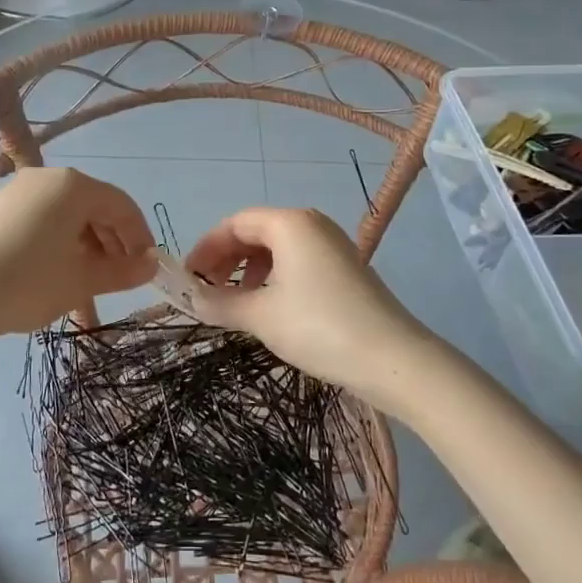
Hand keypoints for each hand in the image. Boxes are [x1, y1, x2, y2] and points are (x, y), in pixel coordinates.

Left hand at [0, 168, 155, 339]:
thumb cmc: (24, 283)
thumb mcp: (80, 281)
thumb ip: (122, 271)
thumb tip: (151, 263)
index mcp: (73, 186)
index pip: (122, 206)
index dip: (140, 237)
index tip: (148, 269)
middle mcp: (47, 178)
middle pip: (94, 208)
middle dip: (113, 244)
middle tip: (119, 280)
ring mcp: (17, 191)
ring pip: (67, 217)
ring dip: (85, 249)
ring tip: (87, 286)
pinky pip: (41, 221)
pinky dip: (58, 245)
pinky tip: (54, 277)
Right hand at [185, 207, 455, 419]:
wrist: (393, 359)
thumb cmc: (319, 327)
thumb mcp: (261, 316)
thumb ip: (220, 304)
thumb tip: (191, 300)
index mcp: (289, 223)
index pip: (235, 223)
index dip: (206, 248)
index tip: (188, 278)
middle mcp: (312, 224)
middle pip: (256, 232)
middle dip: (226, 259)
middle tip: (206, 291)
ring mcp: (332, 245)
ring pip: (277, 248)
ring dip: (249, 270)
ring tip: (235, 302)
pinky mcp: (345, 268)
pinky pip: (298, 261)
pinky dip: (274, 278)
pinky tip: (269, 307)